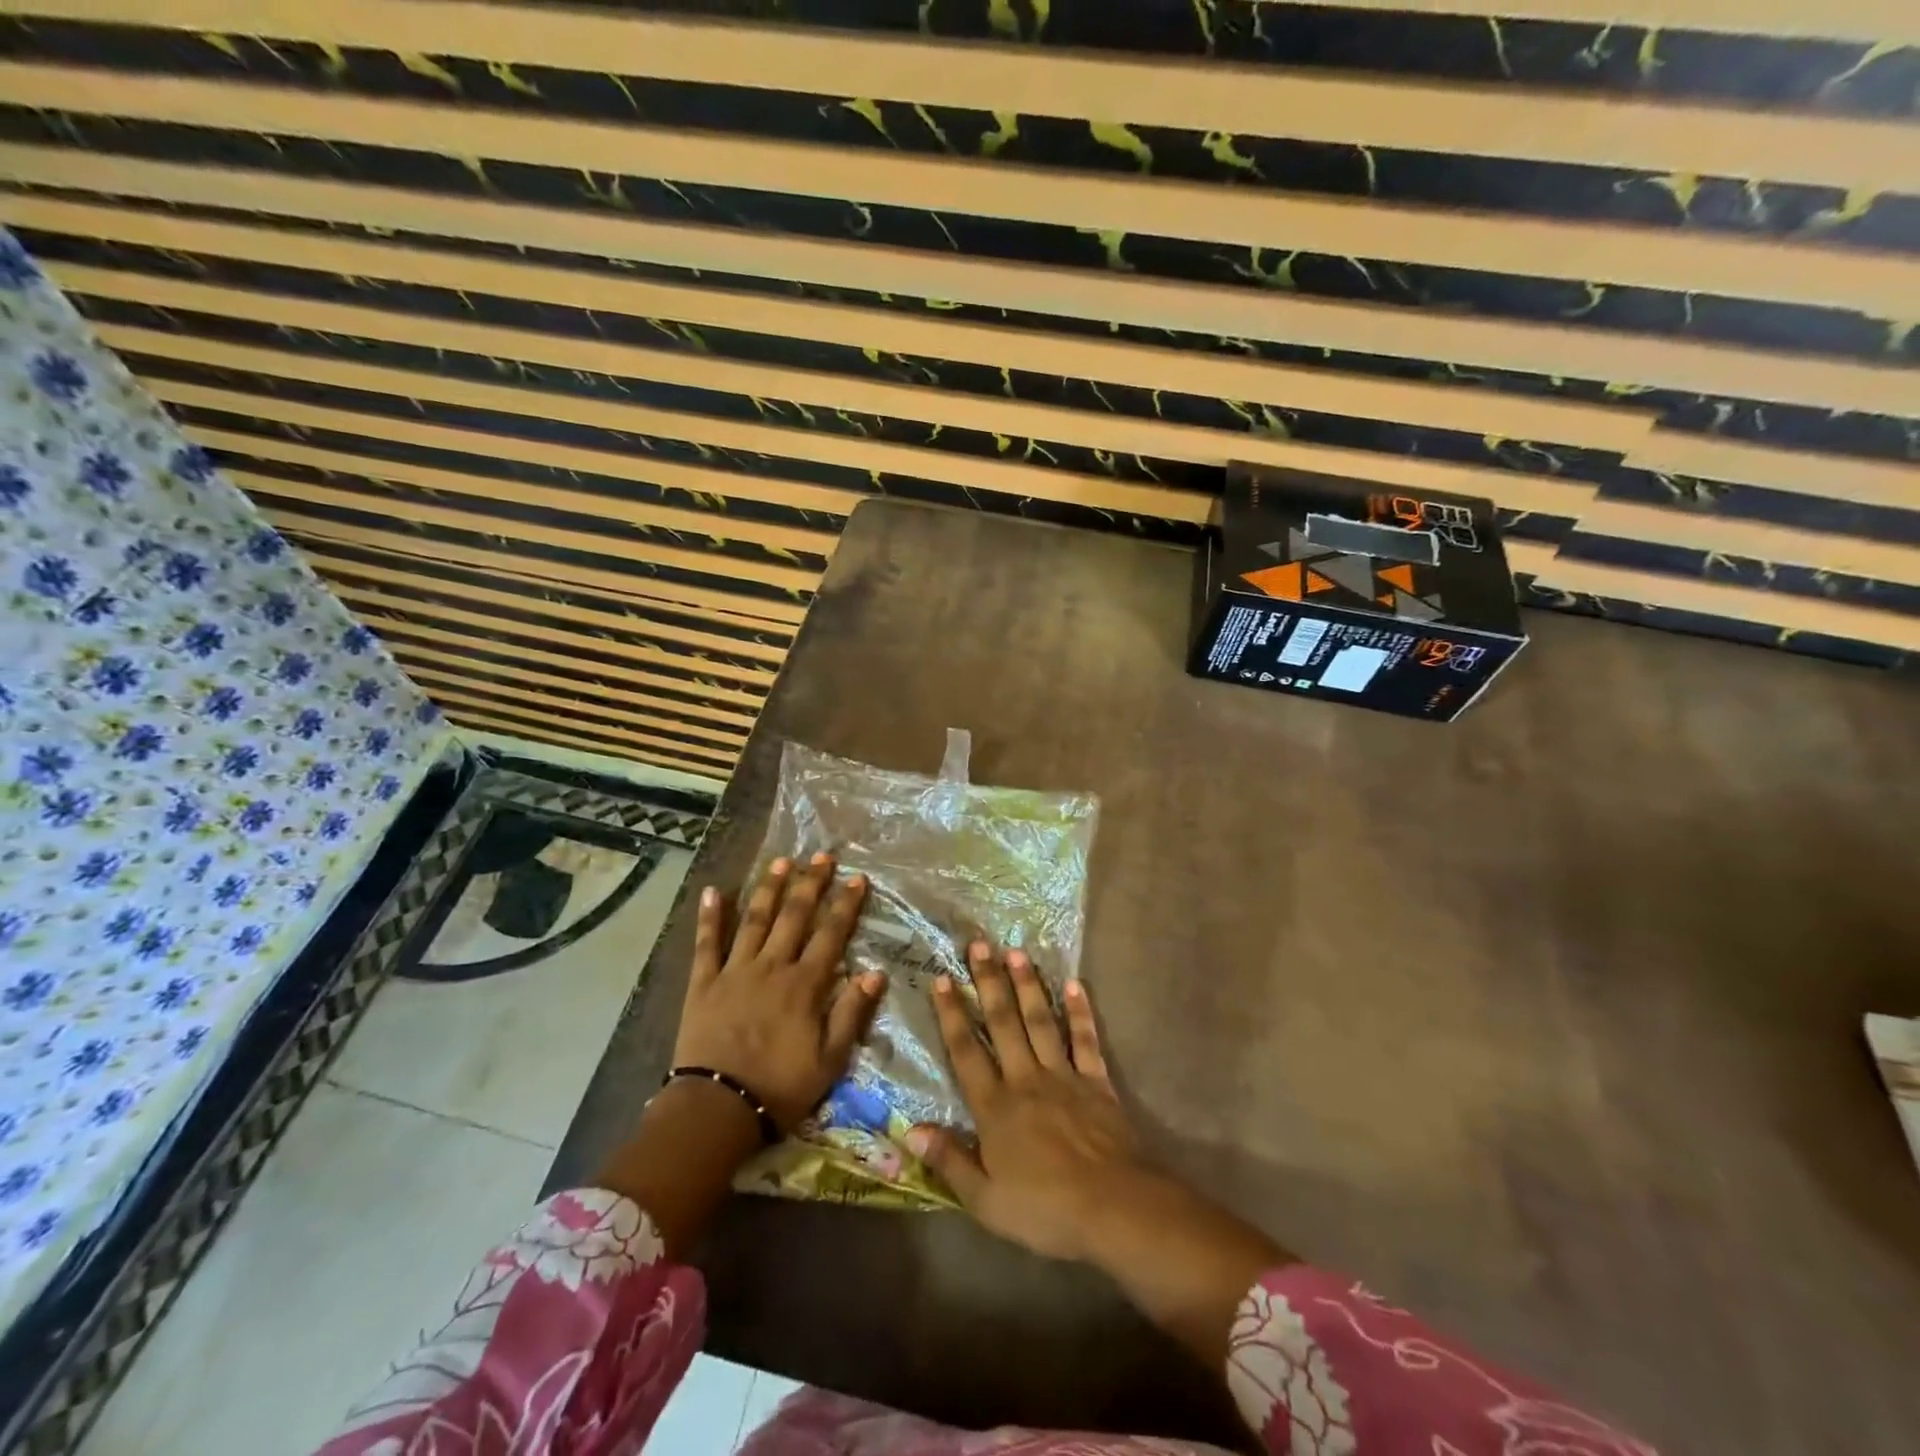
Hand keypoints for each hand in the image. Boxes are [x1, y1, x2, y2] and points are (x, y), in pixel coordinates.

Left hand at [672, 853, 885, 1132]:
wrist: (717, 1109)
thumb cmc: (780, 1087)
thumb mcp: (830, 1060)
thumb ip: (851, 1012)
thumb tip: (875, 972)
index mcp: (804, 985)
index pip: (831, 935)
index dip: (846, 905)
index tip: (857, 878)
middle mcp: (772, 967)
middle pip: (794, 917)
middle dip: (811, 884)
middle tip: (822, 856)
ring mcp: (735, 971)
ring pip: (754, 920)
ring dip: (768, 889)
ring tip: (780, 862)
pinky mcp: (703, 983)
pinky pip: (706, 944)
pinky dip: (710, 917)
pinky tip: (714, 891)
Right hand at [906, 941, 1150, 1262]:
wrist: (1115, 1209)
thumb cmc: (1046, 1210)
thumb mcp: (986, 1200)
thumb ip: (949, 1161)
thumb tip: (910, 1129)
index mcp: (996, 1107)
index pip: (966, 1051)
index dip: (951, 1015)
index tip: (942, 979)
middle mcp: (1026, 1079)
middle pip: (1003, 1023)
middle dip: (988, 982)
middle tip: (979, 945)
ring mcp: (1064, 1076)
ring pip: (1041, 1021)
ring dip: (1028, 985)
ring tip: (1017, 952)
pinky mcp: (1097, 1082)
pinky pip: (1085, 1040)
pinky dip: (1080, 1012)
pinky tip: (1074, 985)